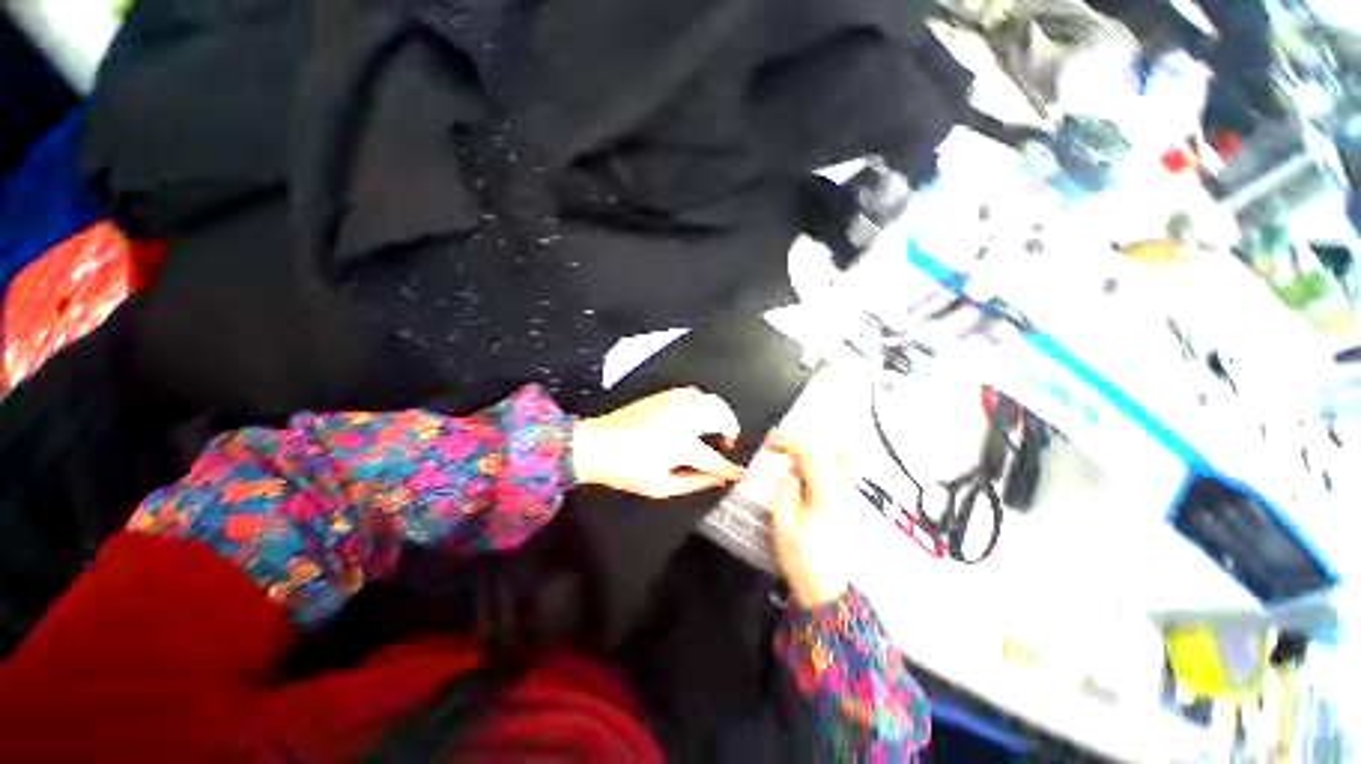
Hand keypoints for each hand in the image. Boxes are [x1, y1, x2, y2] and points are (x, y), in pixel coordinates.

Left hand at [573, 388, 743, 498]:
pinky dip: (702, 401)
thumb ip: (694, 482)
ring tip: (716, 426)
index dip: (730, 468)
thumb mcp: (662, 487)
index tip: (740, 473)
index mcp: (682, 445)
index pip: (715, 459)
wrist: (597, 444)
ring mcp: (674, 404)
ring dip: (720, 413)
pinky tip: (697, 413)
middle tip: (728, 443)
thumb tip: (717, 480)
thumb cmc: (627, 470)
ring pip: (710, 399)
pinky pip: (693, 392)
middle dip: (732, 429)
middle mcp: (683, 419)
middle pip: (721, 416)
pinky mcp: (664, 396)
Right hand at [767, 433, 850, 607]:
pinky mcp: (846, 495)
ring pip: (837, 450)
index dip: (787, 440)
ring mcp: (848, 490)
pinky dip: (821, 454)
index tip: (768, 445)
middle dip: (799, 436)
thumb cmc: (802, 557)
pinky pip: (839, 462)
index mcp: (824, 492)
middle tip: (778, 444)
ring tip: (791, 450)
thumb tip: (789, 471)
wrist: (826, 585)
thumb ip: (786, 492)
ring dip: (812, 443)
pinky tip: (805, 463)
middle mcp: (841, 485)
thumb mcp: (784, 526)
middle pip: (827, 443)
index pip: (811, 449)